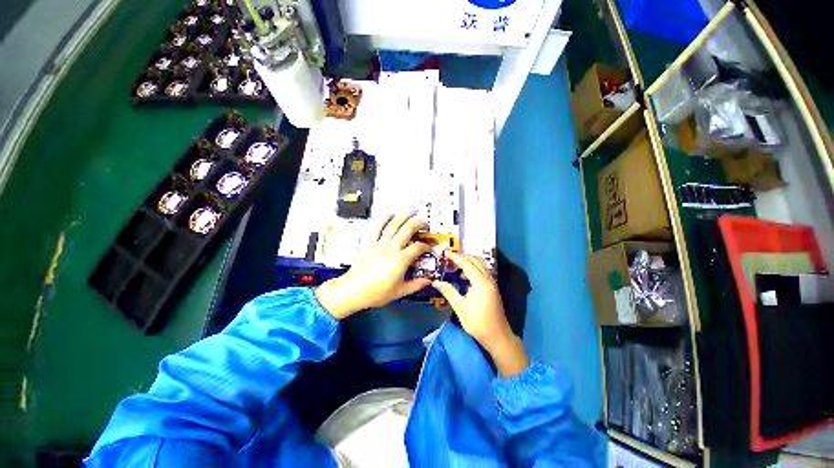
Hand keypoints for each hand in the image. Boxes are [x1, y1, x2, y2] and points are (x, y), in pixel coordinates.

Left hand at [315, 212, 431, 319]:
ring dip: (404, 215)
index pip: (418, 247)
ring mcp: (379, 243)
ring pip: (394, 225)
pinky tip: (389, 214)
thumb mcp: (400, 291)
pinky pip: (376, 227)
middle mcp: (392, 248)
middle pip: (408, 229)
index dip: (426, 246)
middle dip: (419, 224)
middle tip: (425, 224)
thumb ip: (416, 285)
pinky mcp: (368, 242)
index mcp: (401, 260)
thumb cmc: (377, 292)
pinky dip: (382, 219)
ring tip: (413, 210)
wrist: (353, 290)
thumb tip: (428, 281)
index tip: (428, 248)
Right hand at [433, 251, 528, 376]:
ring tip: (455, 263)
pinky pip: (483, 271)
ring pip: (480, 264)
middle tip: (449, 257)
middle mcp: (488, 279)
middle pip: (475, 260)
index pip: (466, 263)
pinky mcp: (493, 287)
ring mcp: (492, 283)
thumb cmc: (477, 323)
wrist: (498, 336)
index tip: (445, 253)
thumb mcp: (460, 307)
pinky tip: (465, 274)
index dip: (455, 257)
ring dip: (468, 261)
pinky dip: (473, 267)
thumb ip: (448, 291)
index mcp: (480, 283)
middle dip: (462, 256)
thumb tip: (435, 282)